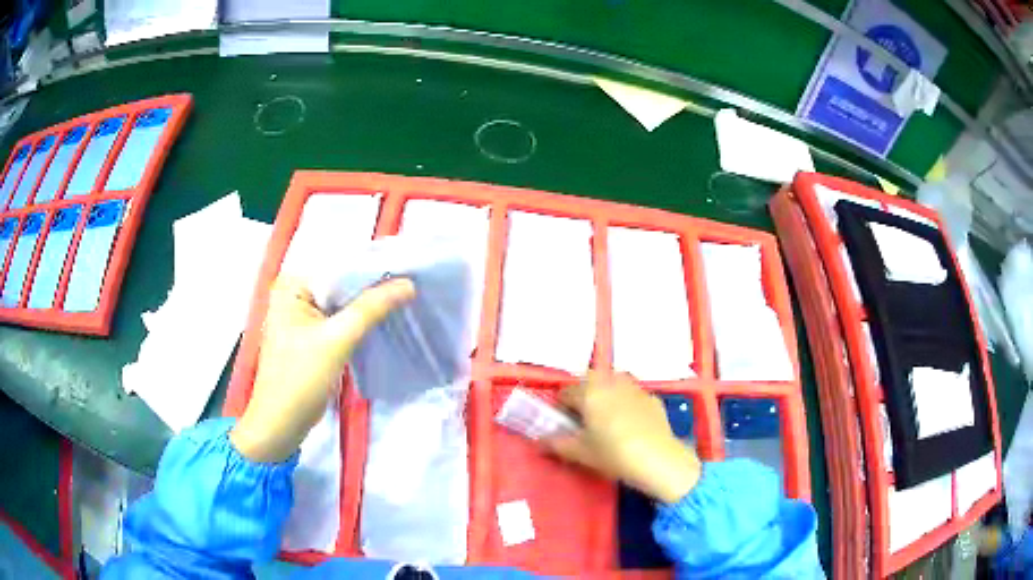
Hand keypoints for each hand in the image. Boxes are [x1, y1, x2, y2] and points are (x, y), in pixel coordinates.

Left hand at [230, 276, 414, 461]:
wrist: (281, 424)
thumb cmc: (299, 380)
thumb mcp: (336, 341)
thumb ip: (371, 309)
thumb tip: (408, 284)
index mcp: (292, 284)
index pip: (340, 267)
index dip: (375, 269)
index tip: (410, 271)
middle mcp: (296, 292)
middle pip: (343, 283)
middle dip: (375, 287)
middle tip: (414, 285)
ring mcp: (303, 313)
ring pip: (345, 302)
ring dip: (371, 305)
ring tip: (407, 300)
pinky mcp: (312, 333)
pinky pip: (342, 318)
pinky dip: (362, 321)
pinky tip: (387, 320)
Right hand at [545, 373, 700, 503]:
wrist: (659, 460)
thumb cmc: (613, 454)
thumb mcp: (580, 453)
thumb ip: (557, 444)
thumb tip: (540, 441)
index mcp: (589, 391)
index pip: (565, 392)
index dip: (560, 409)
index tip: (564, 426)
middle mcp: (611, 381)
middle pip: (589, 383)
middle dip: (583, 398)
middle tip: (584, 422)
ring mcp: (635, 387)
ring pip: (612, 384)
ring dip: (605, 396)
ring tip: (607, 421)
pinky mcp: (652, 397)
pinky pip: (631, 395)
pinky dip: (625, 403)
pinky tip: (629, 425)